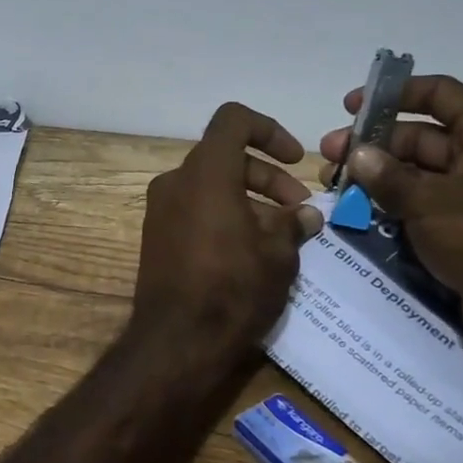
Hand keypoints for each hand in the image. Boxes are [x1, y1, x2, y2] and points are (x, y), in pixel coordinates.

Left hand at [132, 102, 325, 355]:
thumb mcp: (278, 255)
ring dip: (250, 199)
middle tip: (300, 210)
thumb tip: (305, 215)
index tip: (295, 160)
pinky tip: (252, 251)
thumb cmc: (233, 290)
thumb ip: (293, 225)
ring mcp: (160, 209)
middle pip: (226, 156)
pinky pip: (195, 209)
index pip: (233, 120)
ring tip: (284, 235)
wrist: (175, 343)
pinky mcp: (156, 235)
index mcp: (205, 173)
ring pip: (211, 185)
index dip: (269, 130)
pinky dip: (224, 215)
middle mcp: (176, 181)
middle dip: (268, 177)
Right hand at [319, 76, 462, 363]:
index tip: (349, 108)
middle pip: (421, 135)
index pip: (438, 93)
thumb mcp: (430, 203)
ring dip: (377, 176)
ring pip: (418, 171)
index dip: (392, 95)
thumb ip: (388, 176)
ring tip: (336, 186)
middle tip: (329, 157)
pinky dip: (393, 203)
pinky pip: (424, 202)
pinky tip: (358, 210)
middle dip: (373, 144)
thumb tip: (357, 155)